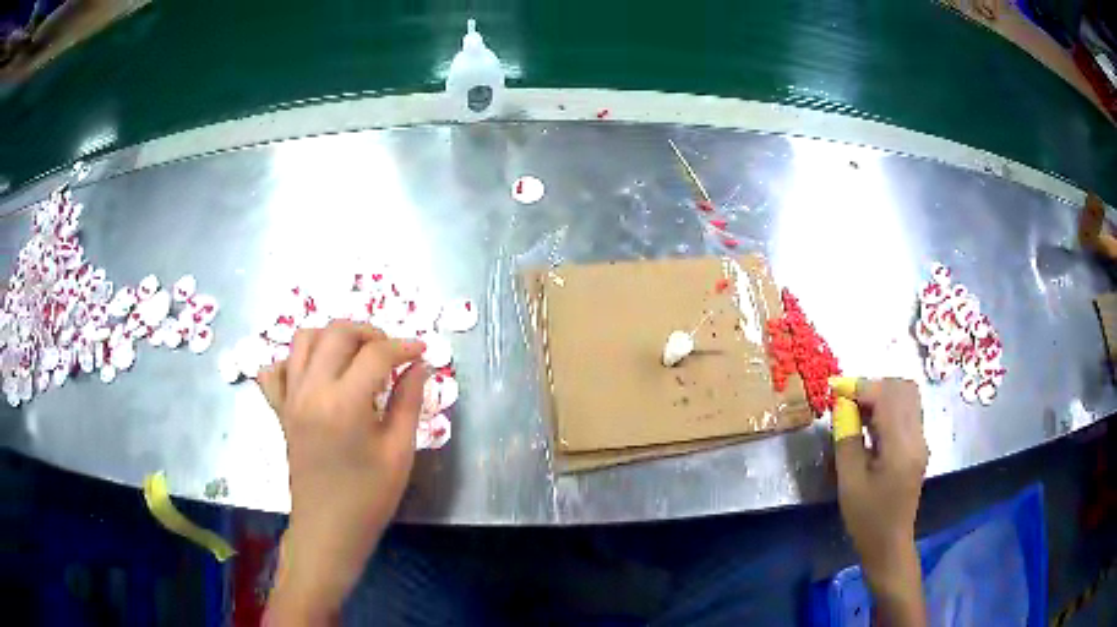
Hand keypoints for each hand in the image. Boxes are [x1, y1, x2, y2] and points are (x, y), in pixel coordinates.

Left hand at [258, 321, 428, 624]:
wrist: (329, 530)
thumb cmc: (369, 498)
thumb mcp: (399, 452)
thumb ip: (410, 402)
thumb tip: (420, 366)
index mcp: (344, 404)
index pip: (376, 354)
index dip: (404, 346)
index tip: (422, 351)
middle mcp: (311, 391)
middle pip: (337, 333)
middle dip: (369, 332)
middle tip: (391, 350)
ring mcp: (291, 398)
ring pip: (304, 339)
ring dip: (332, 336)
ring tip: (355, 354)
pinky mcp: (280, 410)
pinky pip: (275, 370)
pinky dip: (293, 360)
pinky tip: (315, 373)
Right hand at [832, 378, 927, 626]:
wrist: (889, 543)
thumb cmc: (866, 518)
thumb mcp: (849, 482)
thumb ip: (847, 440)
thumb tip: (843, 408)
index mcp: (901, 447)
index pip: (887, 396)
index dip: (861, 387)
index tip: (836, 390)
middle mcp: (917, 437)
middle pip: (903, 388)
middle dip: (874, 386)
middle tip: (848, 401)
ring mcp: (920, 440)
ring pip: (907, 397)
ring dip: (882, 395)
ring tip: (857, 411)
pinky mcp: (918, 446)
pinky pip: (907, 411)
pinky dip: (889, 407)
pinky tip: (870, 425)